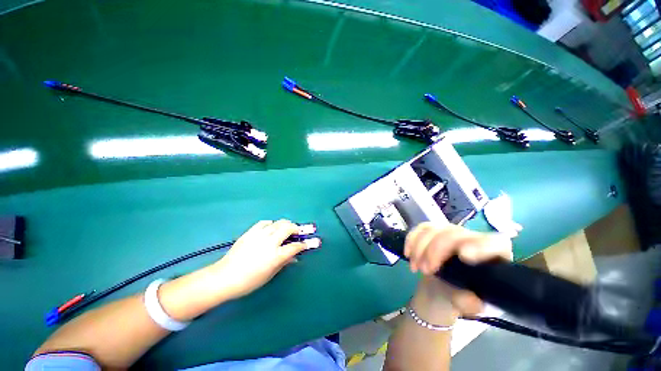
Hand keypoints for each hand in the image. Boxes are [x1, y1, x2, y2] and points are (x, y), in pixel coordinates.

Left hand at [212, 220, 319, 299]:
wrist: (224, 278)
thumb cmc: (249, 281)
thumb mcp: (270, 274)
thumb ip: (284, 262)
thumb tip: (295, 256)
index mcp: (275, 255)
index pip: (295, 246)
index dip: (306, 244)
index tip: (314, 241)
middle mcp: (269, 242)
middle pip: (288, 228)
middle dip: (298, 228)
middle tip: (302, 231)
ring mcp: (259, 235)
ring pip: (278, 223)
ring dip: (286, 225)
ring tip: (289, 229)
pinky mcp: (250, 232)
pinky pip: (265, 223)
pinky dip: (272, 224)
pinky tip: (272, 228)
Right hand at [404, 223, 512, 316]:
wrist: (441, 288)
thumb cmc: (459, 296)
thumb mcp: (467, 305)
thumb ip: (470, 302)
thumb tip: (472, 300)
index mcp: (492, 256)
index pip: (495, 243)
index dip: (481, 245)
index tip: (464, 256)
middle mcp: (472, 239)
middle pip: (454, 234)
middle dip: (435, 251)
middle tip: (425, 270)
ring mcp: (451, 232)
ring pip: (434, 229)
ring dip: (420, 247)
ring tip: (416, 267)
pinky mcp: (434, 231)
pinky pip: (421, 228)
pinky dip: (412, 240)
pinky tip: (408, 254)